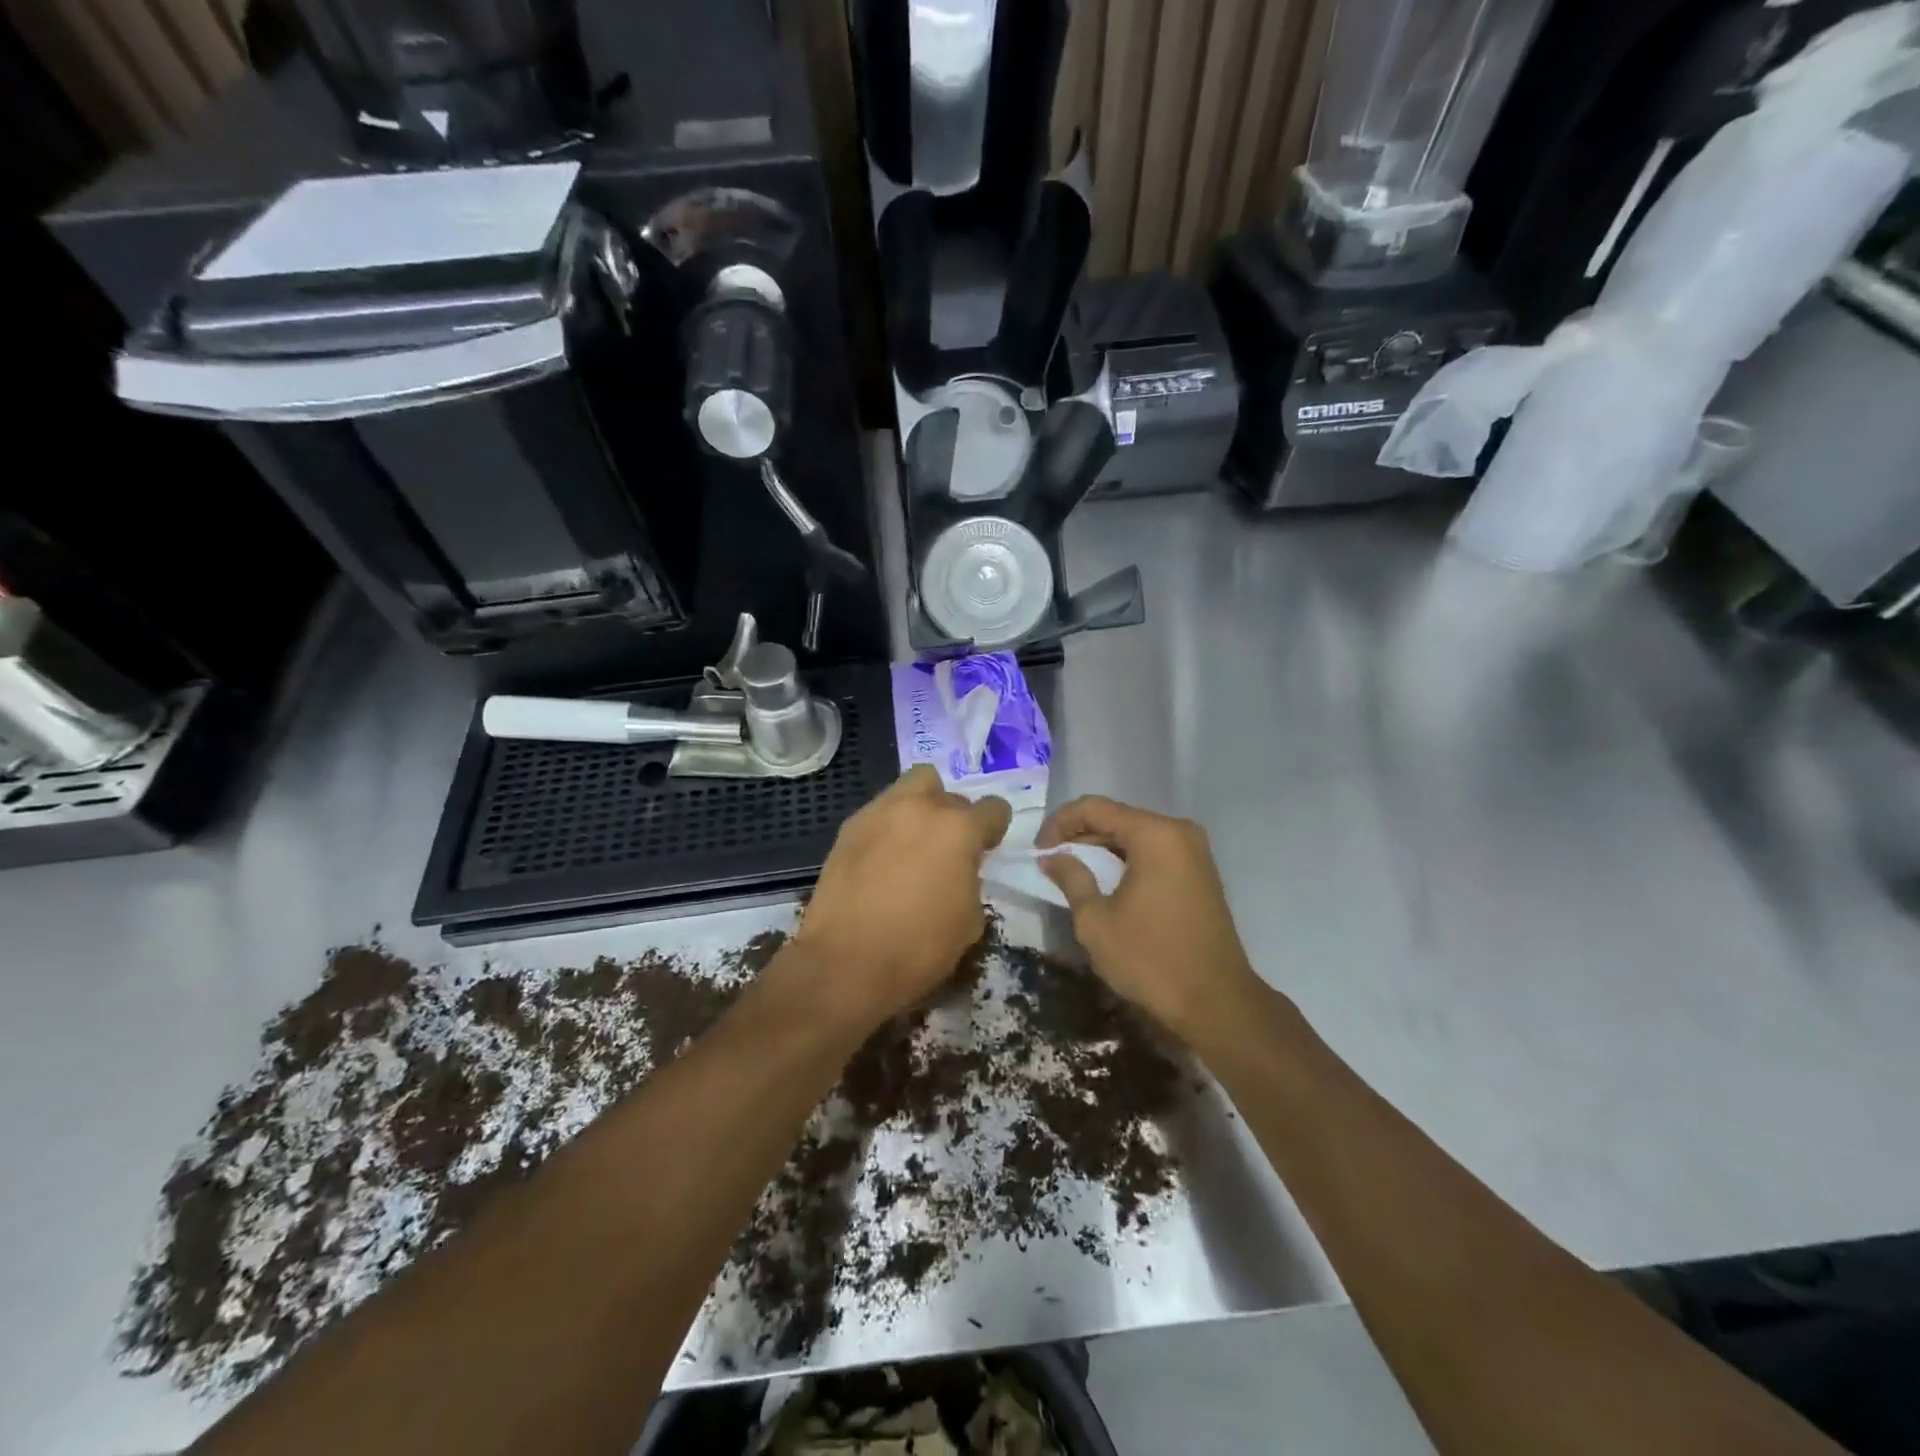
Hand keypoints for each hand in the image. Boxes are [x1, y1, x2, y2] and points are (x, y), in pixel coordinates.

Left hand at [795, 765, 1010, 1025]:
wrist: (846, 962)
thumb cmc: (918, 948)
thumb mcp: (969, 922)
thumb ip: (970, 881)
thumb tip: (959, 872)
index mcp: (958, 829)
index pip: (993, 808)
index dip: (994, 829)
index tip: (986, 848)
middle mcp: (920, 807)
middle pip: (949, 792)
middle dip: (953, 815)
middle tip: (947, 847)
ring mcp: (880, 812)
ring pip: (910, 788)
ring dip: (920, 807)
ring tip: (913, 843)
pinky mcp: (849, 827)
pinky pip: (879, 812)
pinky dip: (888, 826)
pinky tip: (882, 859)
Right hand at [1038, 796, 1257, 1043]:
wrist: (1216, 1003)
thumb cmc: (1150, 959)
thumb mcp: (1096, 921)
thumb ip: (1071, 879)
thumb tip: (1052, 857)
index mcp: (1154, 834)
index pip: (1094, 808)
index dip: (1059, 823)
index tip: (1038, 850)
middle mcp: (1178, 832)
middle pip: (1117, 817)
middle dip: (1080, 834)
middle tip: (1050, 860)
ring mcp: (1194, 852)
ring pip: (1135, 835)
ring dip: (1101, 848)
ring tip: (1071, 871)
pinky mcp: (1199, 872)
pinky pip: (1153, 852)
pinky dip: (1125, 860)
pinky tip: (1104, 881)